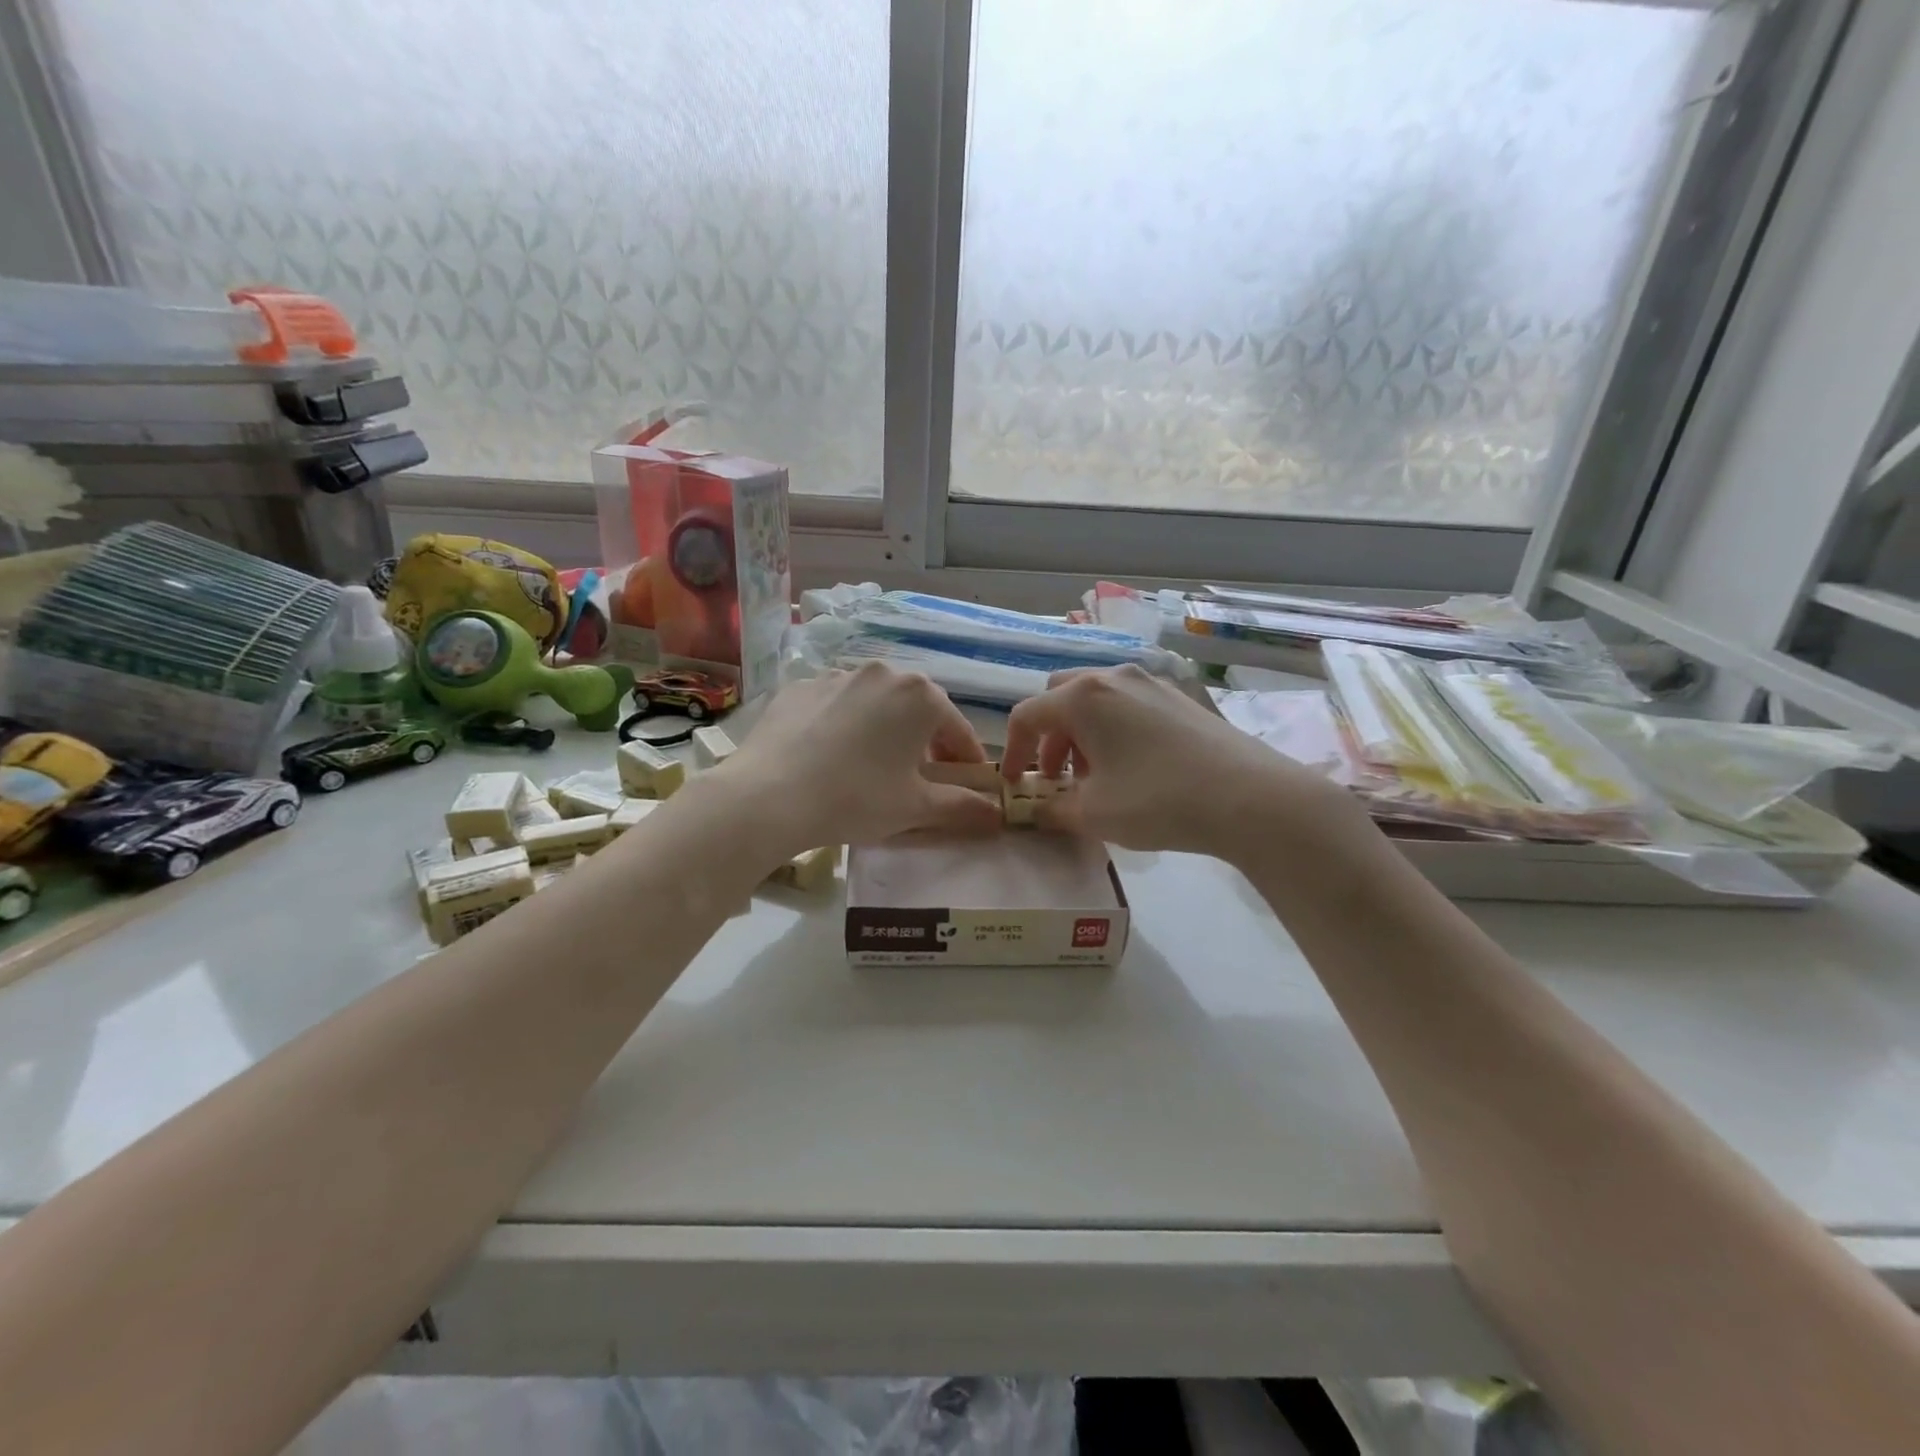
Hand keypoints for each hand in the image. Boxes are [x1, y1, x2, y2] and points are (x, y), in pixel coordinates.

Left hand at [725, 664, 1004, 852]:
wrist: (769, 796)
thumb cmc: (857, 798)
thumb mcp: (916, 808)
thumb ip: (962, 807)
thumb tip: (997, 815)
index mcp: (921, 696)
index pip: (957, 730)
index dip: (965, 761)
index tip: (966, 785)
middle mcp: (883, 673)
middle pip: (917, 710)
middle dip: (924, 741)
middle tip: (917, 778)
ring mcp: (836, 676)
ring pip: (875, 704)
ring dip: (883, 730)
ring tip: (870, 767)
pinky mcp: (799, 687)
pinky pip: (835, 705)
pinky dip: (842, 725)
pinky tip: (829, 756)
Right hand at [1000, 665, 1365, 859]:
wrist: (1250, 797)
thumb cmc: (1157, 800)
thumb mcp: (1093, 814)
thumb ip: (1052, 809)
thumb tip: (1037, 810)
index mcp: (1082, 697)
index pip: (1027, 715)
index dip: (1012, 751)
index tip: (1015, 784)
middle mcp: (1113, 677)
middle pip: (1060, 697)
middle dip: (1049, 736)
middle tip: (1056, 776)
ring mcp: (1151, 682)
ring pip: (1096, 699)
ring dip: (1081, 733)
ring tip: (1094, 777)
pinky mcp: (1179, 697)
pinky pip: (1128, 704)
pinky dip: (1113, 729)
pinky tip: (1132, 768)